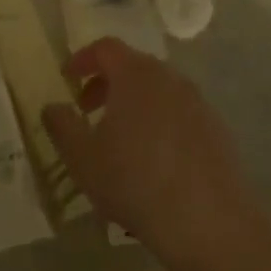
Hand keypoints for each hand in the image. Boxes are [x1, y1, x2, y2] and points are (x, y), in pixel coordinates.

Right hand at [42, 38, 253, 254]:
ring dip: (134, 103)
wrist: (209, 223)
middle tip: (88, 111)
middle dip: (106, 83)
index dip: (82, 59)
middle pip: (134, 66)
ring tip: (119, 139)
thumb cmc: (135, 181)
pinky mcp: (217, 130)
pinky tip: (152, 160)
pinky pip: (179, 113)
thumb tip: (53, 107)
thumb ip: (61, 125)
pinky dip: (159, 122)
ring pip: (158, 91)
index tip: (67, 80)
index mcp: (136, 75)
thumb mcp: (81, 157)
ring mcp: (198, 104)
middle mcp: (170, 79)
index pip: (105, 48)